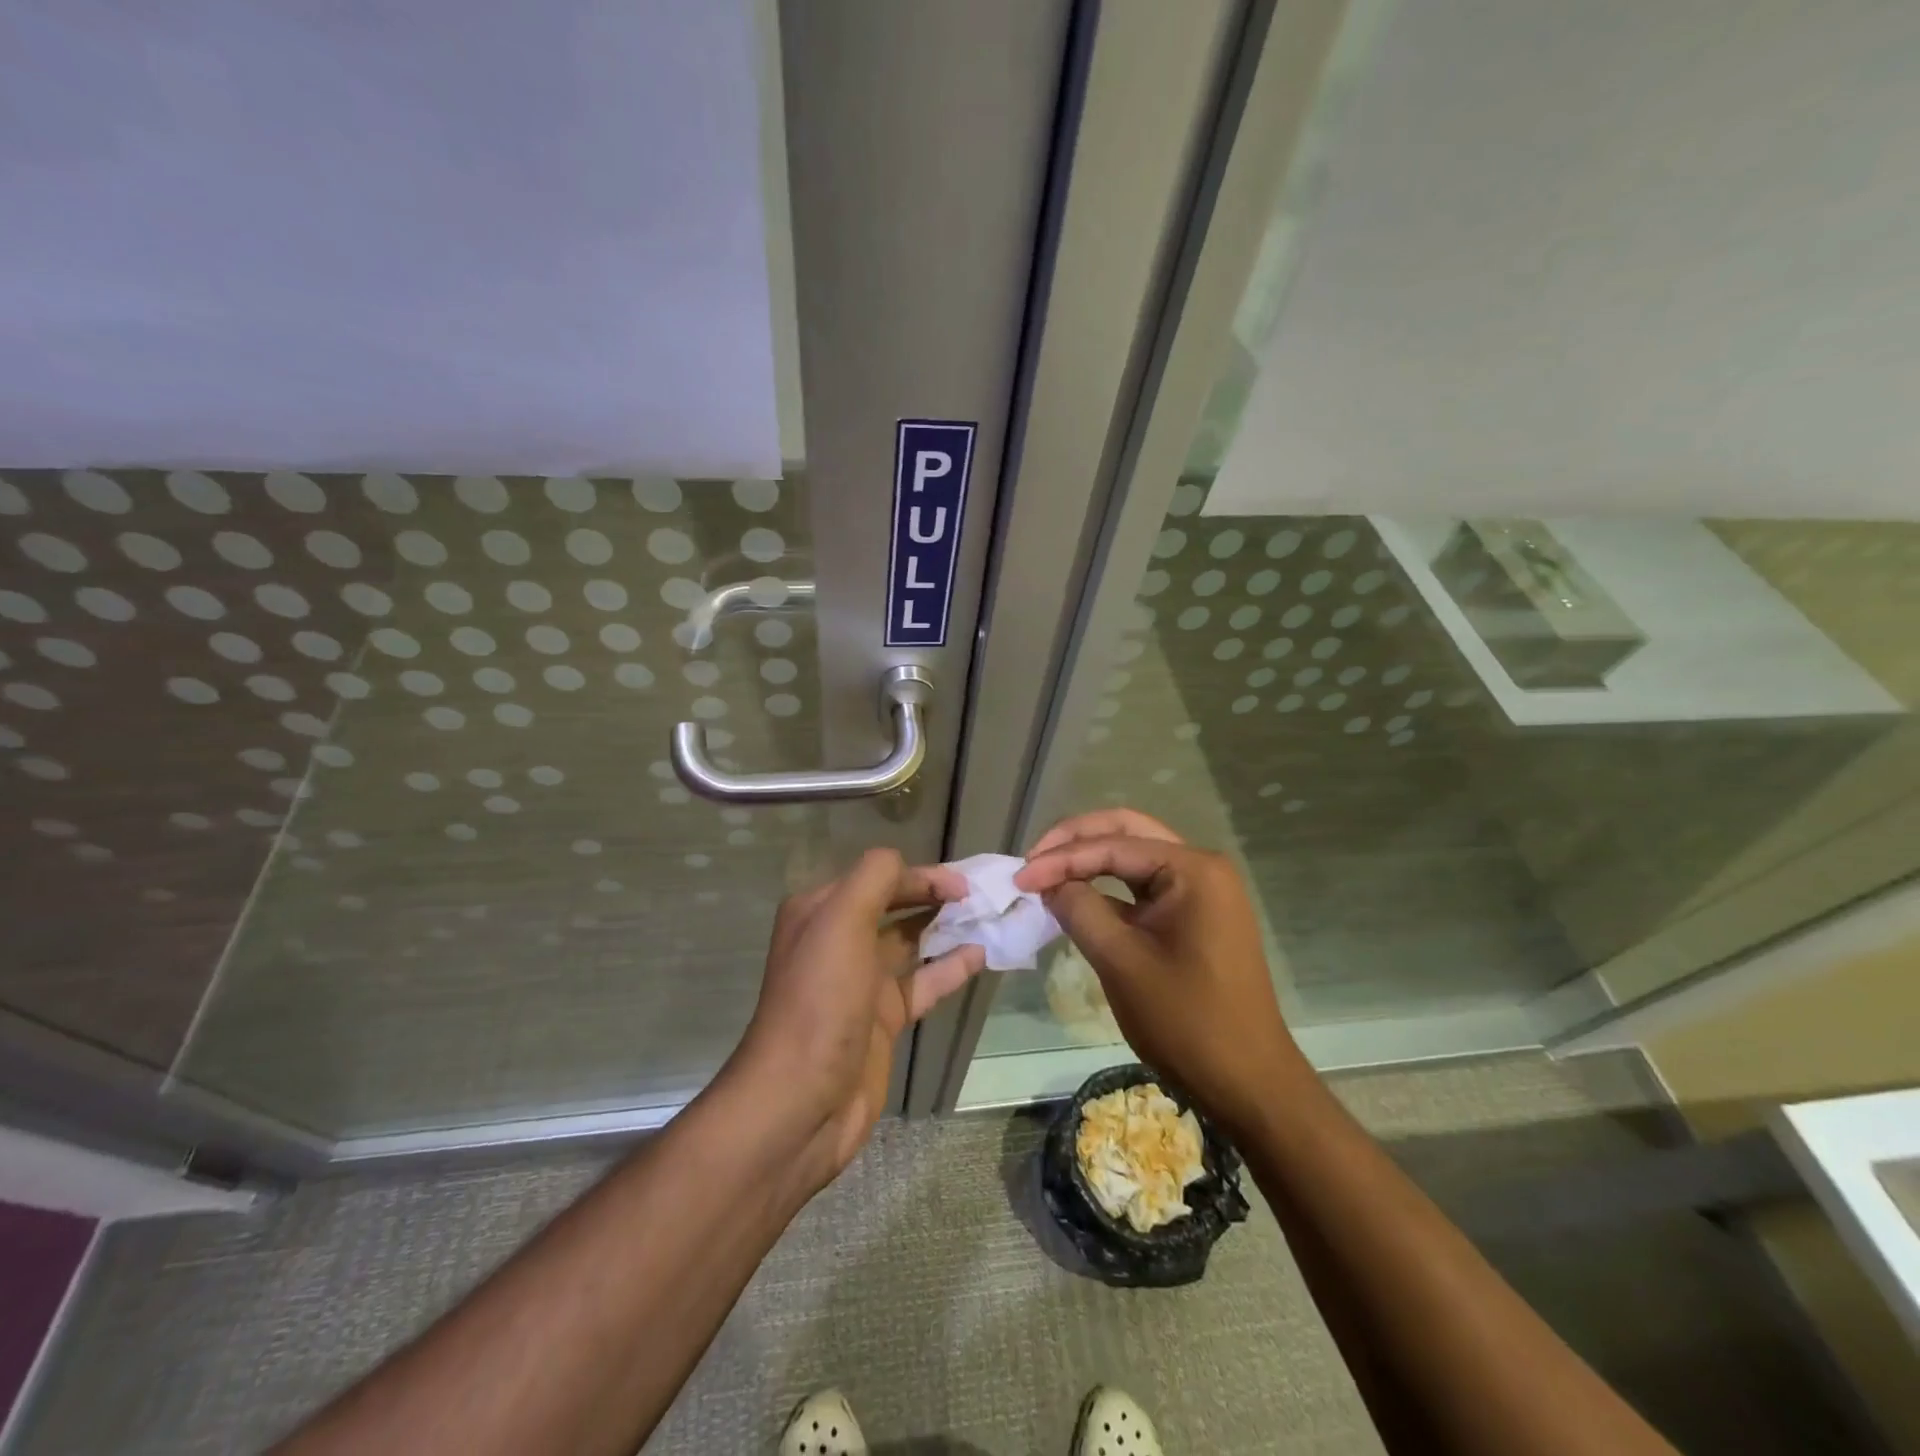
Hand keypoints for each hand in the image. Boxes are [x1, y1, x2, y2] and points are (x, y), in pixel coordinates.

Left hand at [732, 848, 985, 1184]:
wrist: (801, 1102)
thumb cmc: (821, 1001)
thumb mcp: (841, 922)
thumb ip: (875, 878)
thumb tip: (907, 864)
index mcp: (821, 912)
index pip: (878, 876)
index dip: (920, 875)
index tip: (964, 884)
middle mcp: (839, 941)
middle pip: (895, 906)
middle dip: (936, 897)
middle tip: (982, 897)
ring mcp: (861, 982)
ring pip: (912, 943)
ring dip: (947, 929)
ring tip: (989, 920)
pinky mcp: (882, 1019)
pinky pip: (922, 984)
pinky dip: (950, 968)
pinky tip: (980, 956)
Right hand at [1015, 809, 1301, 1130]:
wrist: (1248, 1082)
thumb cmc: (1187, 1021)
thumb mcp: (1122, 962)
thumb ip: (1080, 910)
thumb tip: (1048, 883)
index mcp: (1192, 869)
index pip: (1113, 845)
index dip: (1060, 858)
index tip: (1019, 878)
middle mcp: (1200, 868)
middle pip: (1126, 833)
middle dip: (1075, 842)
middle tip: (1032, 861)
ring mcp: (1201, 892)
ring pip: (1134, 857)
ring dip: (1089, 860)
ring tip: (1046, 874)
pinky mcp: (1194, 916)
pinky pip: (1143, 888)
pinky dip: (1107, 888)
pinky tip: (1076, 897)